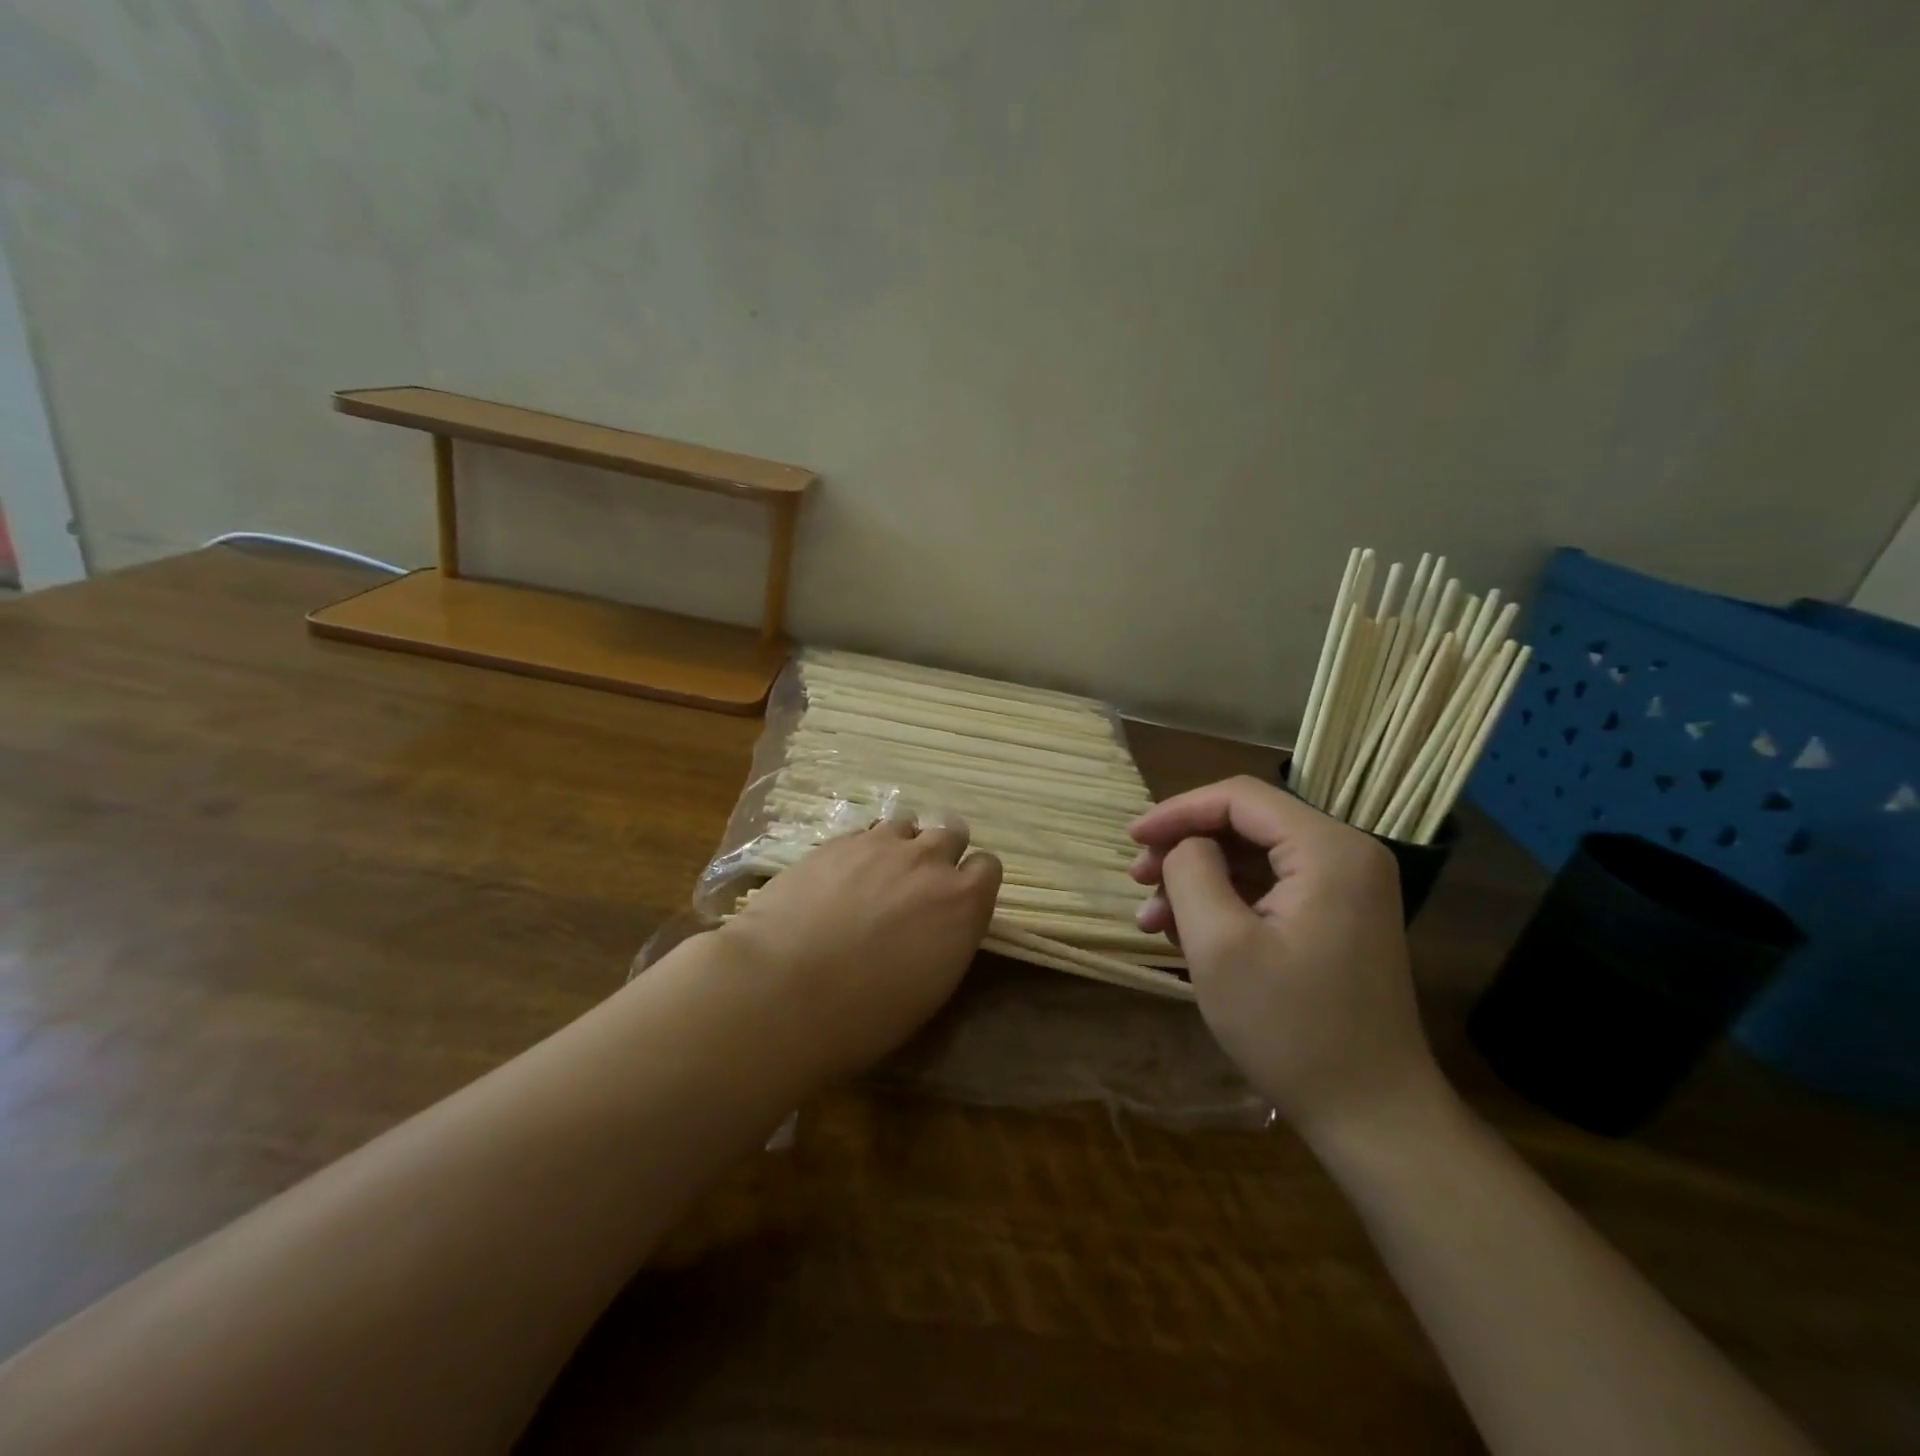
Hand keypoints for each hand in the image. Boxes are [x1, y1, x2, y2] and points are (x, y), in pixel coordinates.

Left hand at [719, 817, 1001, 1076]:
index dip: (973, 882)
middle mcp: (928, 860)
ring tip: (878, 874)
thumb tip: (938, 925)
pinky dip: (861, 850)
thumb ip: (947, 938)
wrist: (785, 990)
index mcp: (963, 901)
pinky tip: (841, 877)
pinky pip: (863, 832)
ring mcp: (879, 844)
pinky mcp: (836, 842)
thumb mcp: (930, 986)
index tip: (957, 902)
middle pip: (952, 832)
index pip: (988, 867)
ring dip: (900, 844)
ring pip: (906, 824)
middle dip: (941, 853)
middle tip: (918, 884)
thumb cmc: (867, 1013)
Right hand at [1128, 776, 1444, 1138]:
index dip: (1178, 810)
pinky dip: (1225, 902)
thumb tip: (1186, 846)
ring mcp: (1348, 888)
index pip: (1240, 797)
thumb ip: (1191, 872)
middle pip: (1247, 824)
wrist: (1373, 1116)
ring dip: (1198, 879)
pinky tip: (1188, 934)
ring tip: (1154, 920)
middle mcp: (1347, 854)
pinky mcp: (1339, 918)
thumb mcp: (1220, 946)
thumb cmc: (1291, 1029)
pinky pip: (1271, 888)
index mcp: (1329, 849)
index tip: (1132, 839)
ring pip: (1253, 857)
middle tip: (1138, 882)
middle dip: (1185, 847)